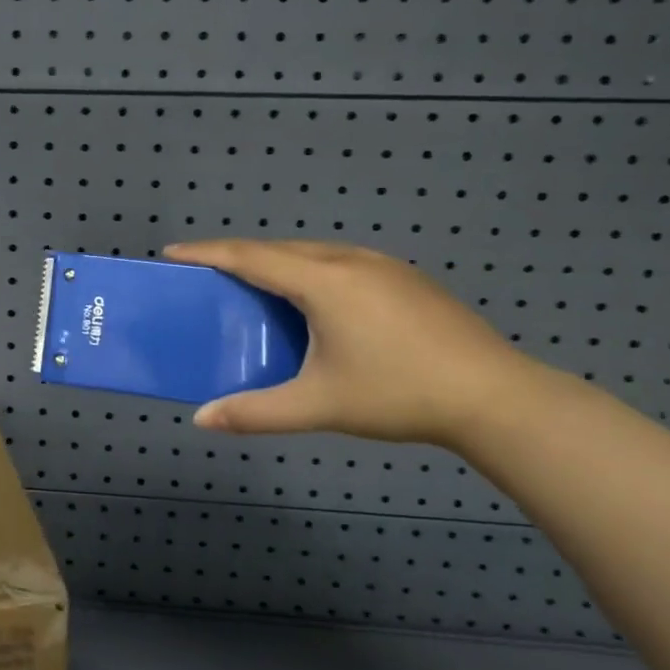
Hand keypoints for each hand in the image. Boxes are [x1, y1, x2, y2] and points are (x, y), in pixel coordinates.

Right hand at [163, 239, 542, 447]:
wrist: (496, 397)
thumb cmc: (398, 394)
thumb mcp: (319, 405)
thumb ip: (256, 412)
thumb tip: (202, 421)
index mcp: (322, 280)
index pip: (249, 256)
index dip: (207, 252)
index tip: (173, 252)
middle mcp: (348, 260)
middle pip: (278, 248)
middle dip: (237, 257)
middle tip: (208, 276)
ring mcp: (382, 265)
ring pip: (312, 253)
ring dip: (275, 263)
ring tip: (254, 287)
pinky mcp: (404, 278)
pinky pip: (338, 262)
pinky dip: (307, 271)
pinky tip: (313, 302)